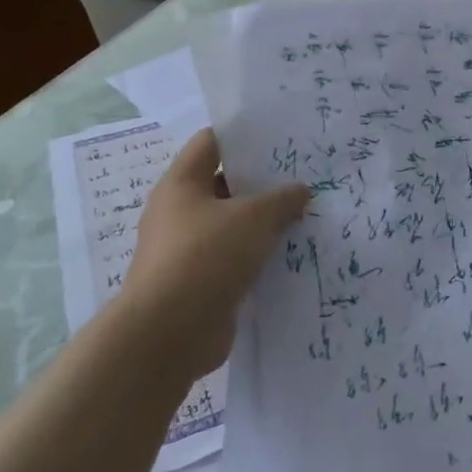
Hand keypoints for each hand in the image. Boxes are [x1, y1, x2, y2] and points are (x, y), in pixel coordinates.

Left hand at [121, 129, 308, 381]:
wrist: (167, 336)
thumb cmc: (205, 257)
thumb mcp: (254, 217)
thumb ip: (282, 199)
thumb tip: (300, 190)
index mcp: (182, 183)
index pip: (212, 142)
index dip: (244, 134)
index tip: (280, 135)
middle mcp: (179, 212)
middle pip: (224, 184)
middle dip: (262, 181)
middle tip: (302, 176)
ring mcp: (186, 249)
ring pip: (231, 224)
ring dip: (263, 223)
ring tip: (304, 214)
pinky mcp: (197, 283)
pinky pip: (232, 259)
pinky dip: (257, 256)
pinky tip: (290, 254)